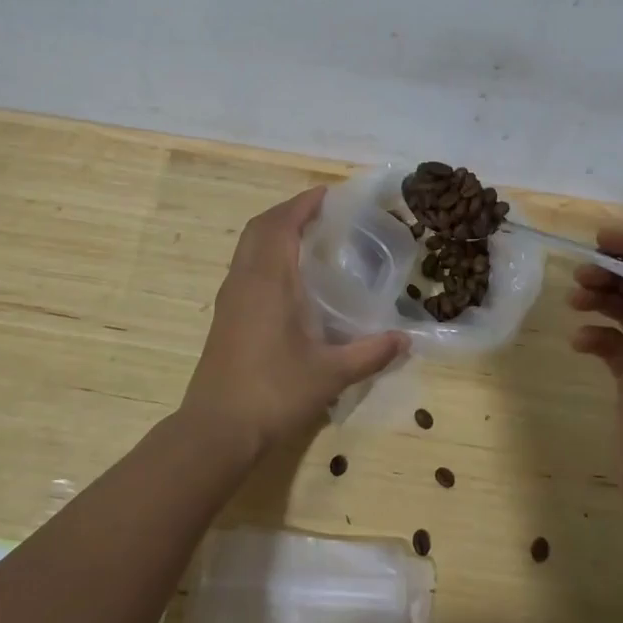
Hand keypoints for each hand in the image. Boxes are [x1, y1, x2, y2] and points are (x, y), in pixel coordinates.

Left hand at [179, 185, 407, 464]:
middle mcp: (244, 280)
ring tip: (306, 236)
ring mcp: (230, 298)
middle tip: (320, 212)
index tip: (327, 193)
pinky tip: (287, 277)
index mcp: (268, 281)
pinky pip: (244, 266)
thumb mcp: (330, 374)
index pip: (281, 224)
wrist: (217, 429)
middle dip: (288, 212)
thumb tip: (406, 339)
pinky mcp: (225, 316)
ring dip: (273, 231)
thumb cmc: (274, 393)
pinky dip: (265, 253)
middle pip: (260, 227)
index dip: (303, 204)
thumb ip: (370, 353)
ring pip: (248, 246)